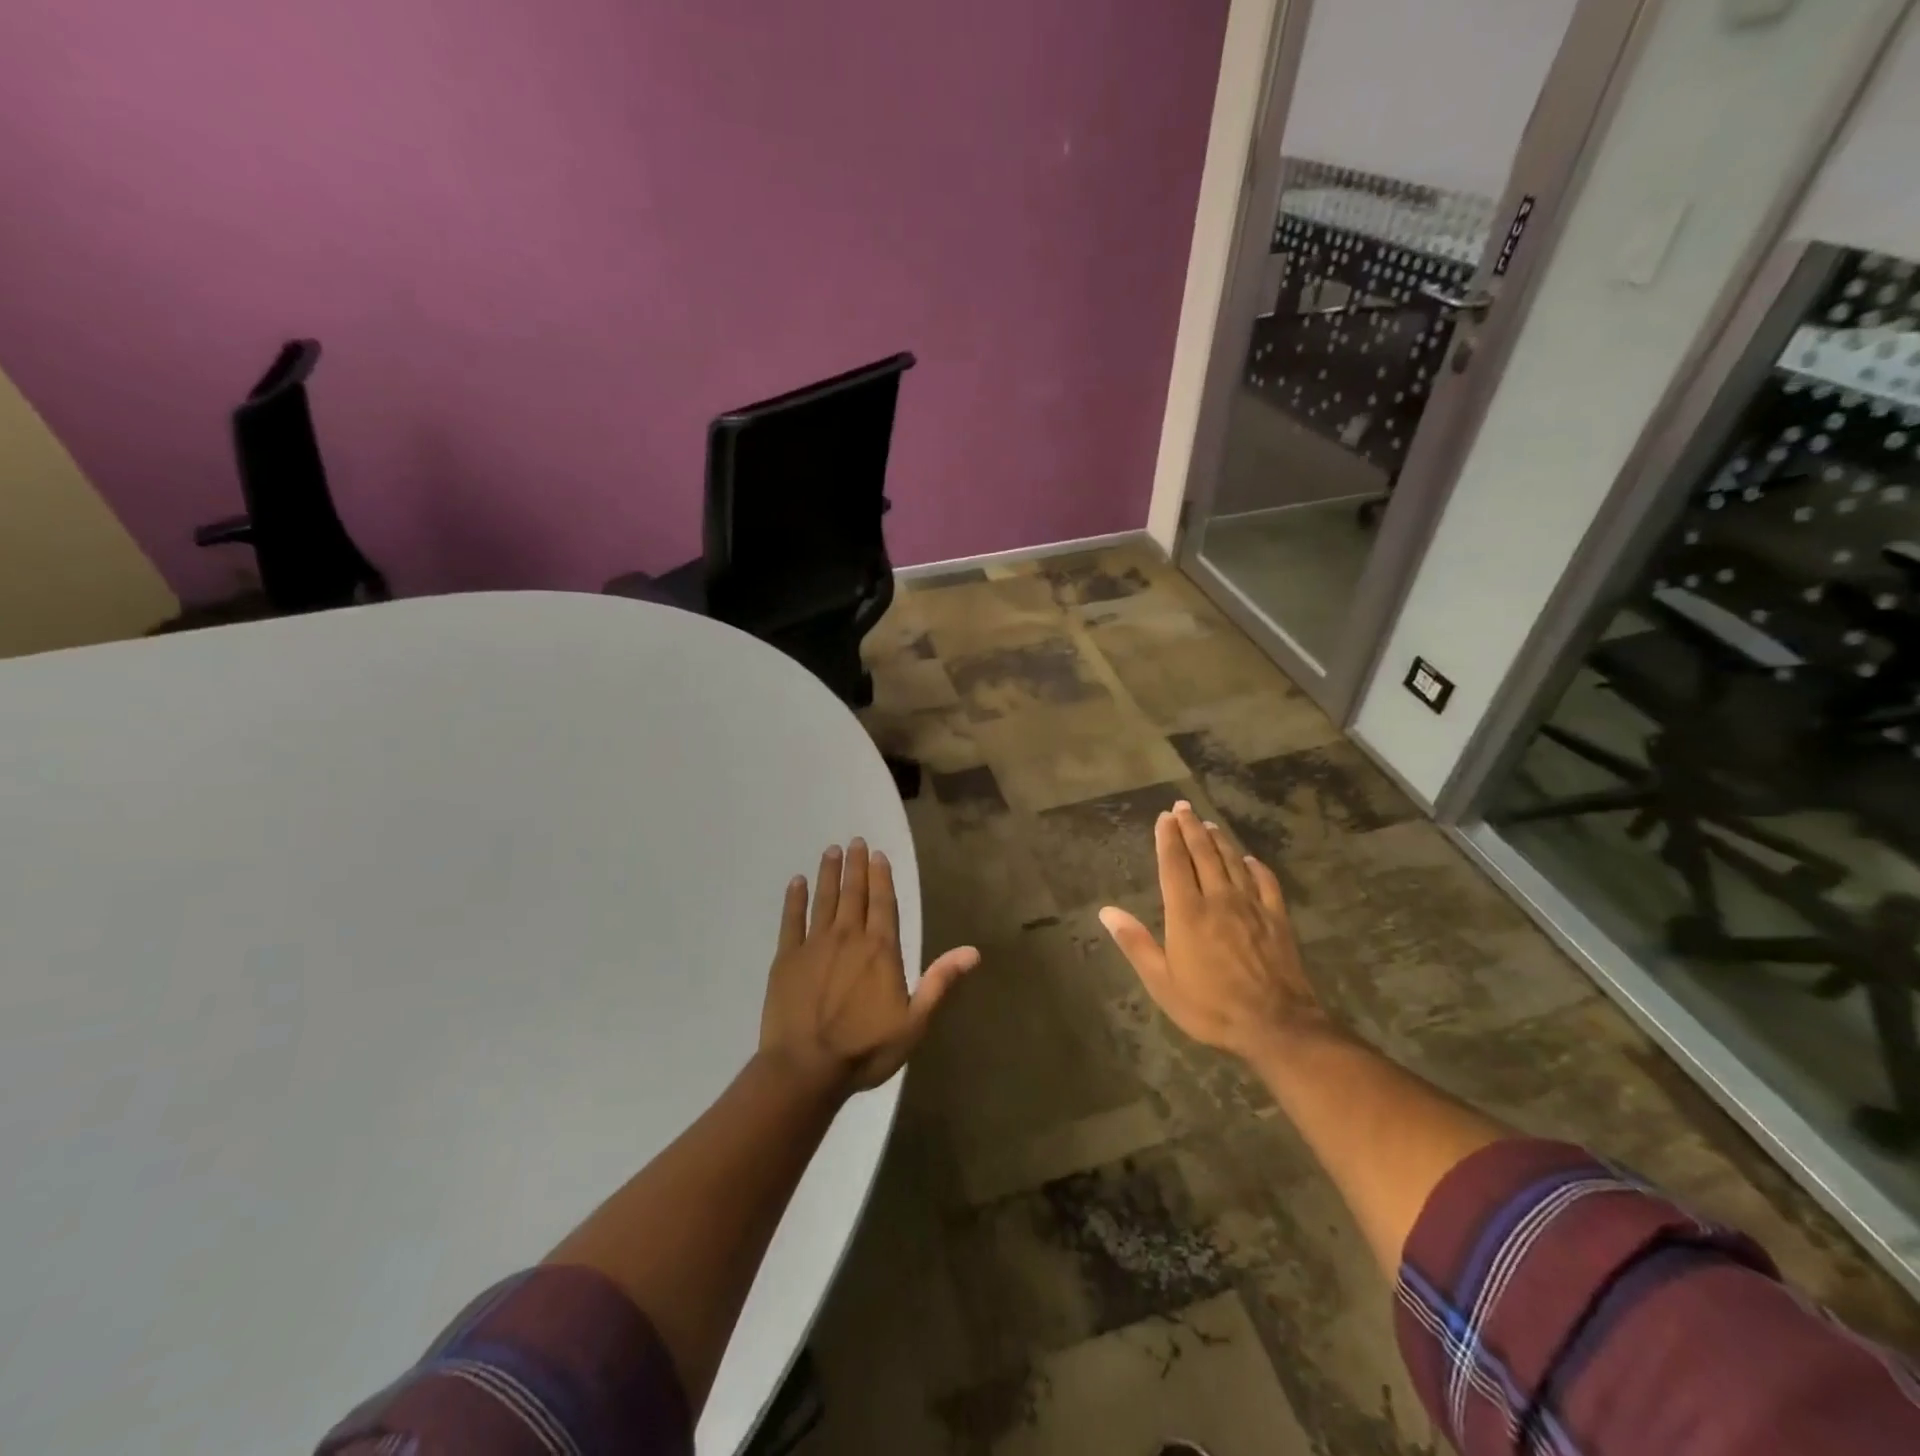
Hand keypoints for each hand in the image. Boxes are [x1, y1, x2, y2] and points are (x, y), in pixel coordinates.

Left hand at [759, 839, 980, 1095]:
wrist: (805, 1069)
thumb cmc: (865, 1049)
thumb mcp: (914, 1023)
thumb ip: (940, 982)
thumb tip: (973, 952)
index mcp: (880, 950)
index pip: (883, 903)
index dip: (881, 876)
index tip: (877, 854)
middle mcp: (848, 937)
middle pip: (854, 893)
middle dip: (855, 866)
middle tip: (854, 841)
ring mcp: (815, 945)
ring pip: (824, 899)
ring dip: (829, 873)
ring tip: (831, 851)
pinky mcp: (787, 958)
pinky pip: (791, 920)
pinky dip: (794, 899)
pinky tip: (796, 882)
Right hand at [1099, 801, 1330, 1062]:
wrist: (1277, 1025)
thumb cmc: (1211, 1006)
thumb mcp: (1162, 983)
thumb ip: (1136, 944)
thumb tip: (1107, 912)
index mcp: (1187, 912)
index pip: (1174, 864)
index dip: (1168, 838)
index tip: (1164, 817)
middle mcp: (1218, 899)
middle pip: (1203, 854)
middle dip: (1191, 828)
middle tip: (1183, 807)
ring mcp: (1251, 906)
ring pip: (1233, 862)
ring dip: (1219, 840)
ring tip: (1208, 824)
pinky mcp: (1277, 919)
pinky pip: (1266, 883)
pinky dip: (1256, 867)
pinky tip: (1250, 860)